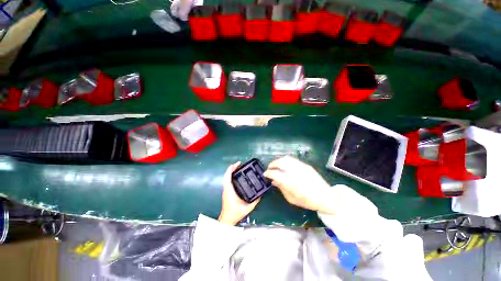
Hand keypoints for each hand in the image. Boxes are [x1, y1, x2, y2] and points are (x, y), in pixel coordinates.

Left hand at [218, 162, 259, 224]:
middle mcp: (226, 189)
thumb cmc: (235, 213)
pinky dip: (230, 176)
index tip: (238, 164)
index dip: (232, 169)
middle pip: (226, 175)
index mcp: (230, 191)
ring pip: (226, 178)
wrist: (227, 220)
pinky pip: (227, 181)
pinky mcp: (226, 192)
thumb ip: (255, 201)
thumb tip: (261, 194)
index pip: (228, 177)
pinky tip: (235, 175)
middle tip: (239, 164)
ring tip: (238, 168)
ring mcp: (225, 190)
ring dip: (231, 171)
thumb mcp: (248, 207)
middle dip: (232, 168)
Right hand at [264, 156, 330, 211]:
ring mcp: (301, 166)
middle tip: (269, 168)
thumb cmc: (307, 201)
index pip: (275, 173)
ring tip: (276, 165)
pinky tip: (284, 165)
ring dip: (278, 161)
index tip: (265, 174)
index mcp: (290, 182)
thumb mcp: (291, 198)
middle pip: (280, 163)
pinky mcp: (305, 165)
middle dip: (272, 164)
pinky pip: (292, 160)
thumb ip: (281, 188)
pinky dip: (285, 161)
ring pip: (286, 159)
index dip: (268, 173)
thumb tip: (273, 181)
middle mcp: (294, 171)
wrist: (326, 197)